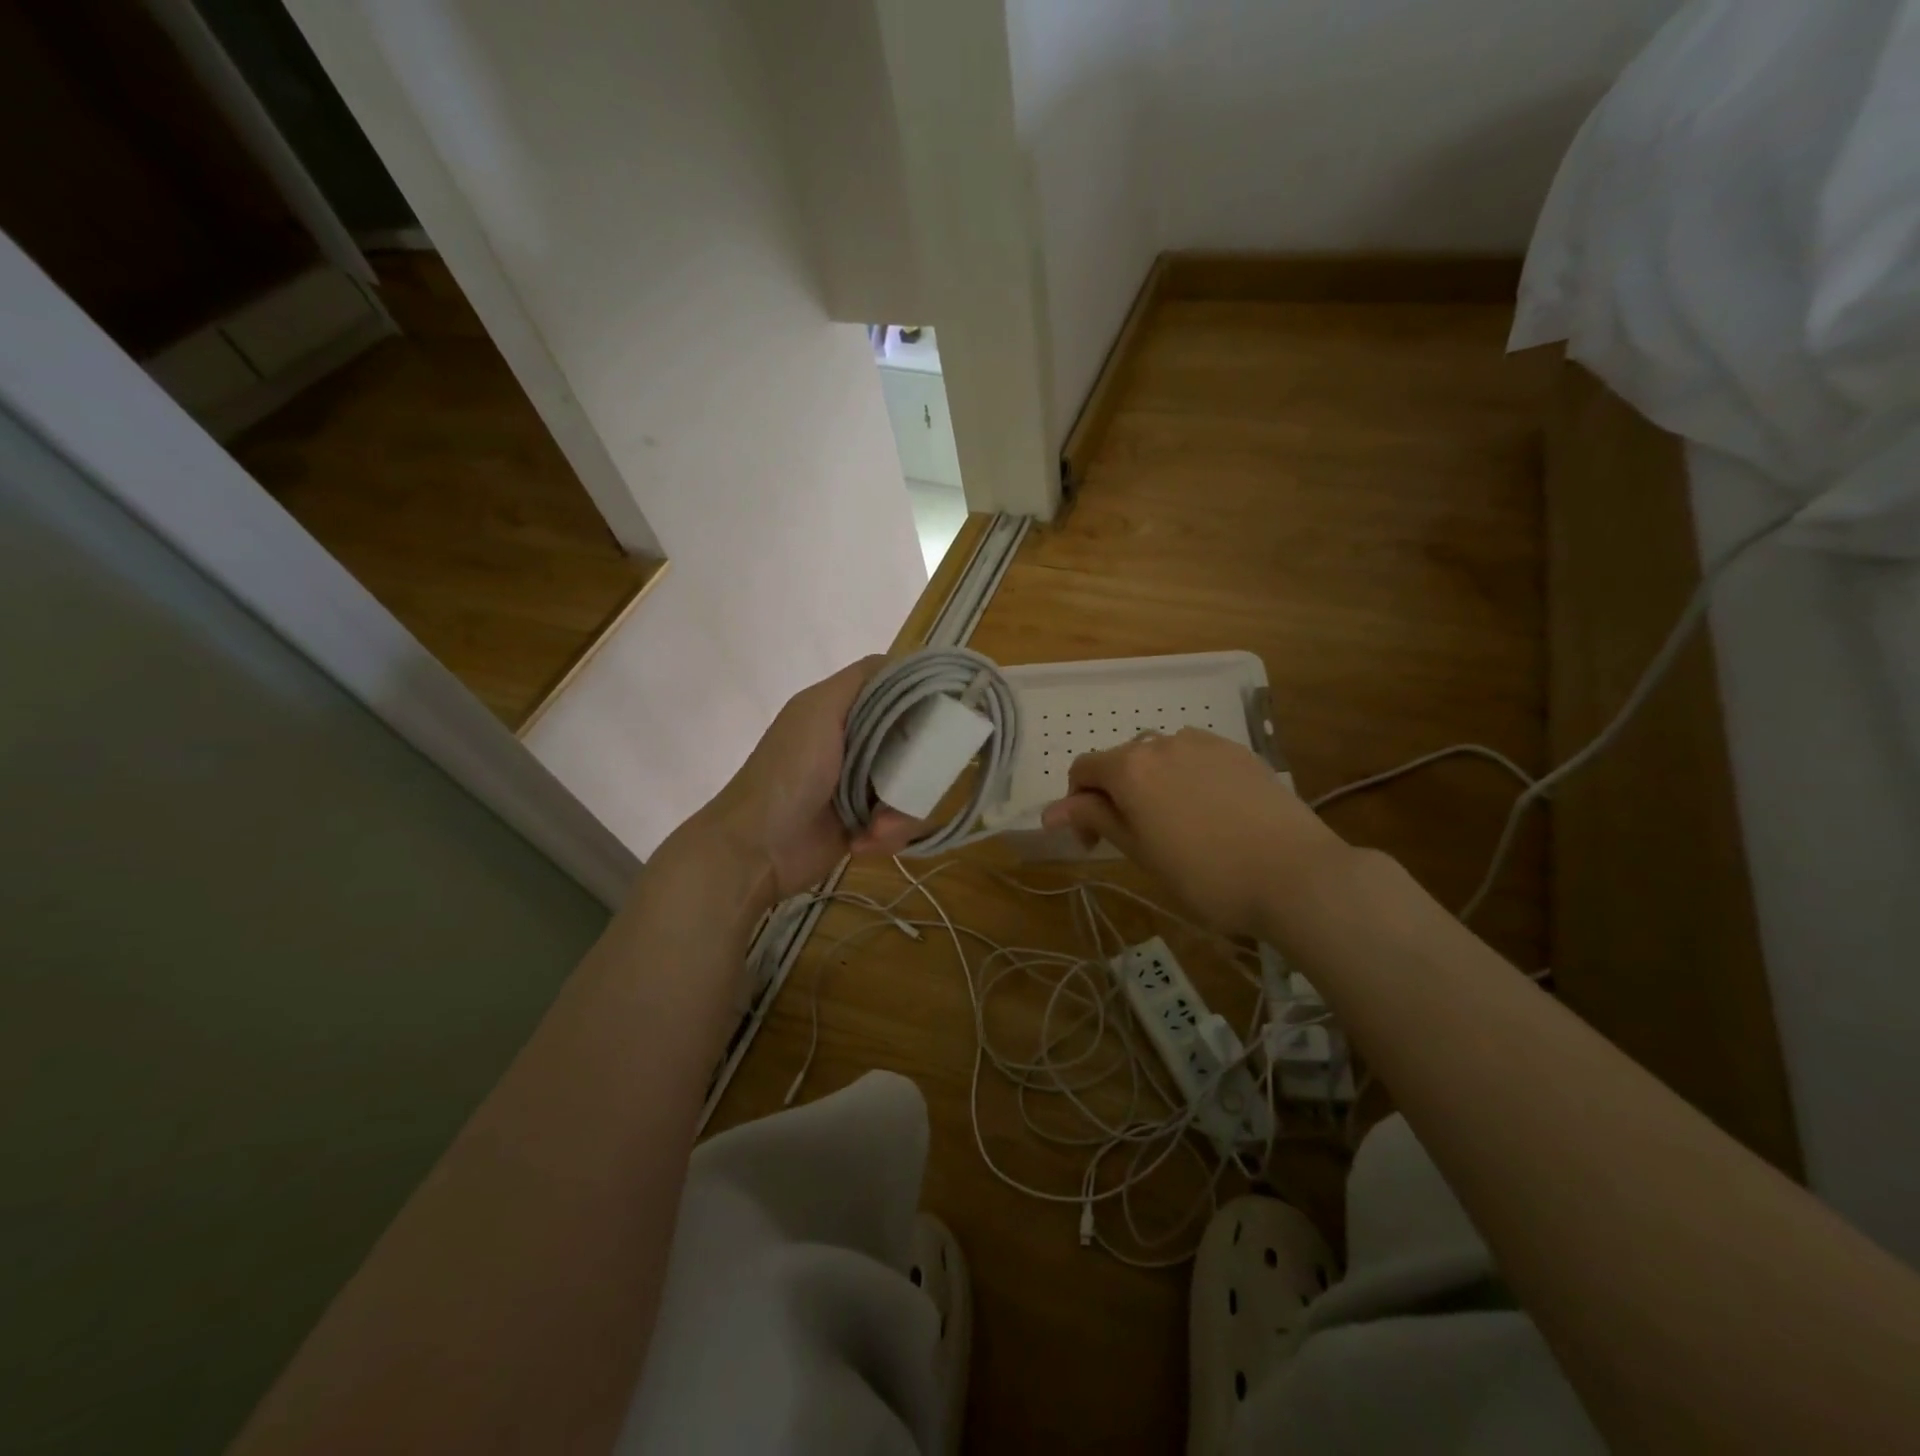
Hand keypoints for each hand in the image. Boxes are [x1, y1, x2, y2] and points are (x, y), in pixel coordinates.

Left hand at [692, 658, 919, 900]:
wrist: (756, 849)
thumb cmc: (788, 773)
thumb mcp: (818, 711)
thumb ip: (859, 681)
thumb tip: (902, 660)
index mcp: (843, 711)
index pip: (897, 692)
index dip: (923, 699)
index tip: (947, 714)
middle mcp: (856, 743)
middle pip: (913, 744)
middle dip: (917, 771)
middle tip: (910, 785)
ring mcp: (862, 785)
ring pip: (911, 787)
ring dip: (900, 812)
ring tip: (878, 827)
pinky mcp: (865, 823)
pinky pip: (899, 823)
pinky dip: (887, 835)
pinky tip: (865, 842)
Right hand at [1041, 728, 1351, 938]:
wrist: (1296, 874)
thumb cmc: (1205, 875)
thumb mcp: (1140, 852)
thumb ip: (1095, 820)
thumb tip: (1050, 811)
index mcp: (1130, 767)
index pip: (1083, 770)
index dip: (1077, 805)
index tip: (1094, 843)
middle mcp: (1163, 743)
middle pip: (1121, 761)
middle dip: (1115, 795)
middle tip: (1133, 840)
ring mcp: (1205, 743)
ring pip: (1160, 757)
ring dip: (1152, 784)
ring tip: (1176, 826)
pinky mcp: (1239, 752)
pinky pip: (1196, 758)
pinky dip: (1187, 779)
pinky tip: (1210, 813)